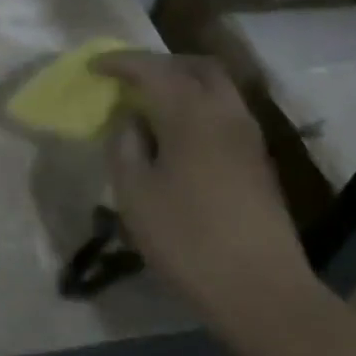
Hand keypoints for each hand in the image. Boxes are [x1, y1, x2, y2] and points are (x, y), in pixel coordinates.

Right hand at [94, 53, 317, 338]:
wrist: (262, 292)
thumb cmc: (187, 240)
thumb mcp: (135, 194)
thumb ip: (125, 146)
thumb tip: (130, 121)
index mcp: (190, 114)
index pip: (152, 69)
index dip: (120, 62)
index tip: (93, 67)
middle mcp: (225, 114)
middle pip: (196, 66)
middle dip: (159, 64)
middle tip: (128, 78)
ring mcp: (248, 138)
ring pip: (216, 88)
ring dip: (182, 84)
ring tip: (149, 106)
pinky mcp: (258, 162)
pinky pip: (225, 113)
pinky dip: (197, 107)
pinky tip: (177, 136)